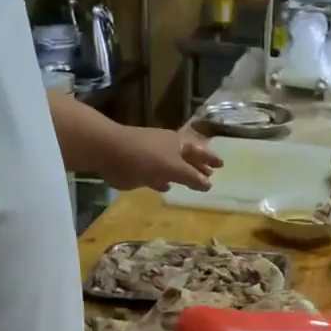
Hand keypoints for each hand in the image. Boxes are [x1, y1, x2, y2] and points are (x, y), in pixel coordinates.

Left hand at [97, 125, 222, 192]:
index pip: (199, 151)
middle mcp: (167, 147)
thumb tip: (209, 184)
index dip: (210, 158)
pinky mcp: (138, 165)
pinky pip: (156, 173)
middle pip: (187, 157)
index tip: (221, 166)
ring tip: (192, 182)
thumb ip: (191, 177)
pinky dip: (163, 179)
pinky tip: (166, 187)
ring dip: (182, 173)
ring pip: (172, 165)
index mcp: (178, 144)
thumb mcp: (173, 168)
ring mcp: (152, 154)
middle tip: (210, 174)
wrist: (109, 151)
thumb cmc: (145, 158)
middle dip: (198, 165)